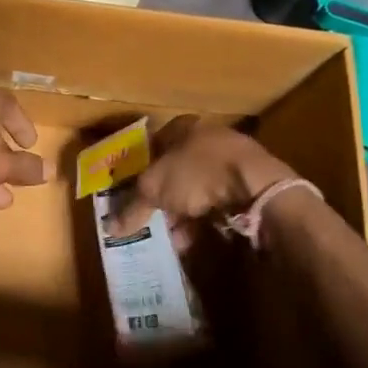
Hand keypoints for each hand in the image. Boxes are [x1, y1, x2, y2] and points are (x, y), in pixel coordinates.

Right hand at [108, 117, 294, 239]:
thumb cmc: (197, 174)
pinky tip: (195, 240)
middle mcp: (209, 138)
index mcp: (184, 127)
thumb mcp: (154, 189)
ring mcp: (233, 161)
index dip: (141, 167)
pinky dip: (205, 221)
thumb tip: (110, 226)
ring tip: (173, 237)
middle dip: (163, 197)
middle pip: (176, 169)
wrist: (257, 188)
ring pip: (198, 189)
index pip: (155, 143)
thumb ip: (131, 207)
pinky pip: (219, 204)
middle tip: (151, 218)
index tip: (132, 191)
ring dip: (183, 213)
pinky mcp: (251, 185)